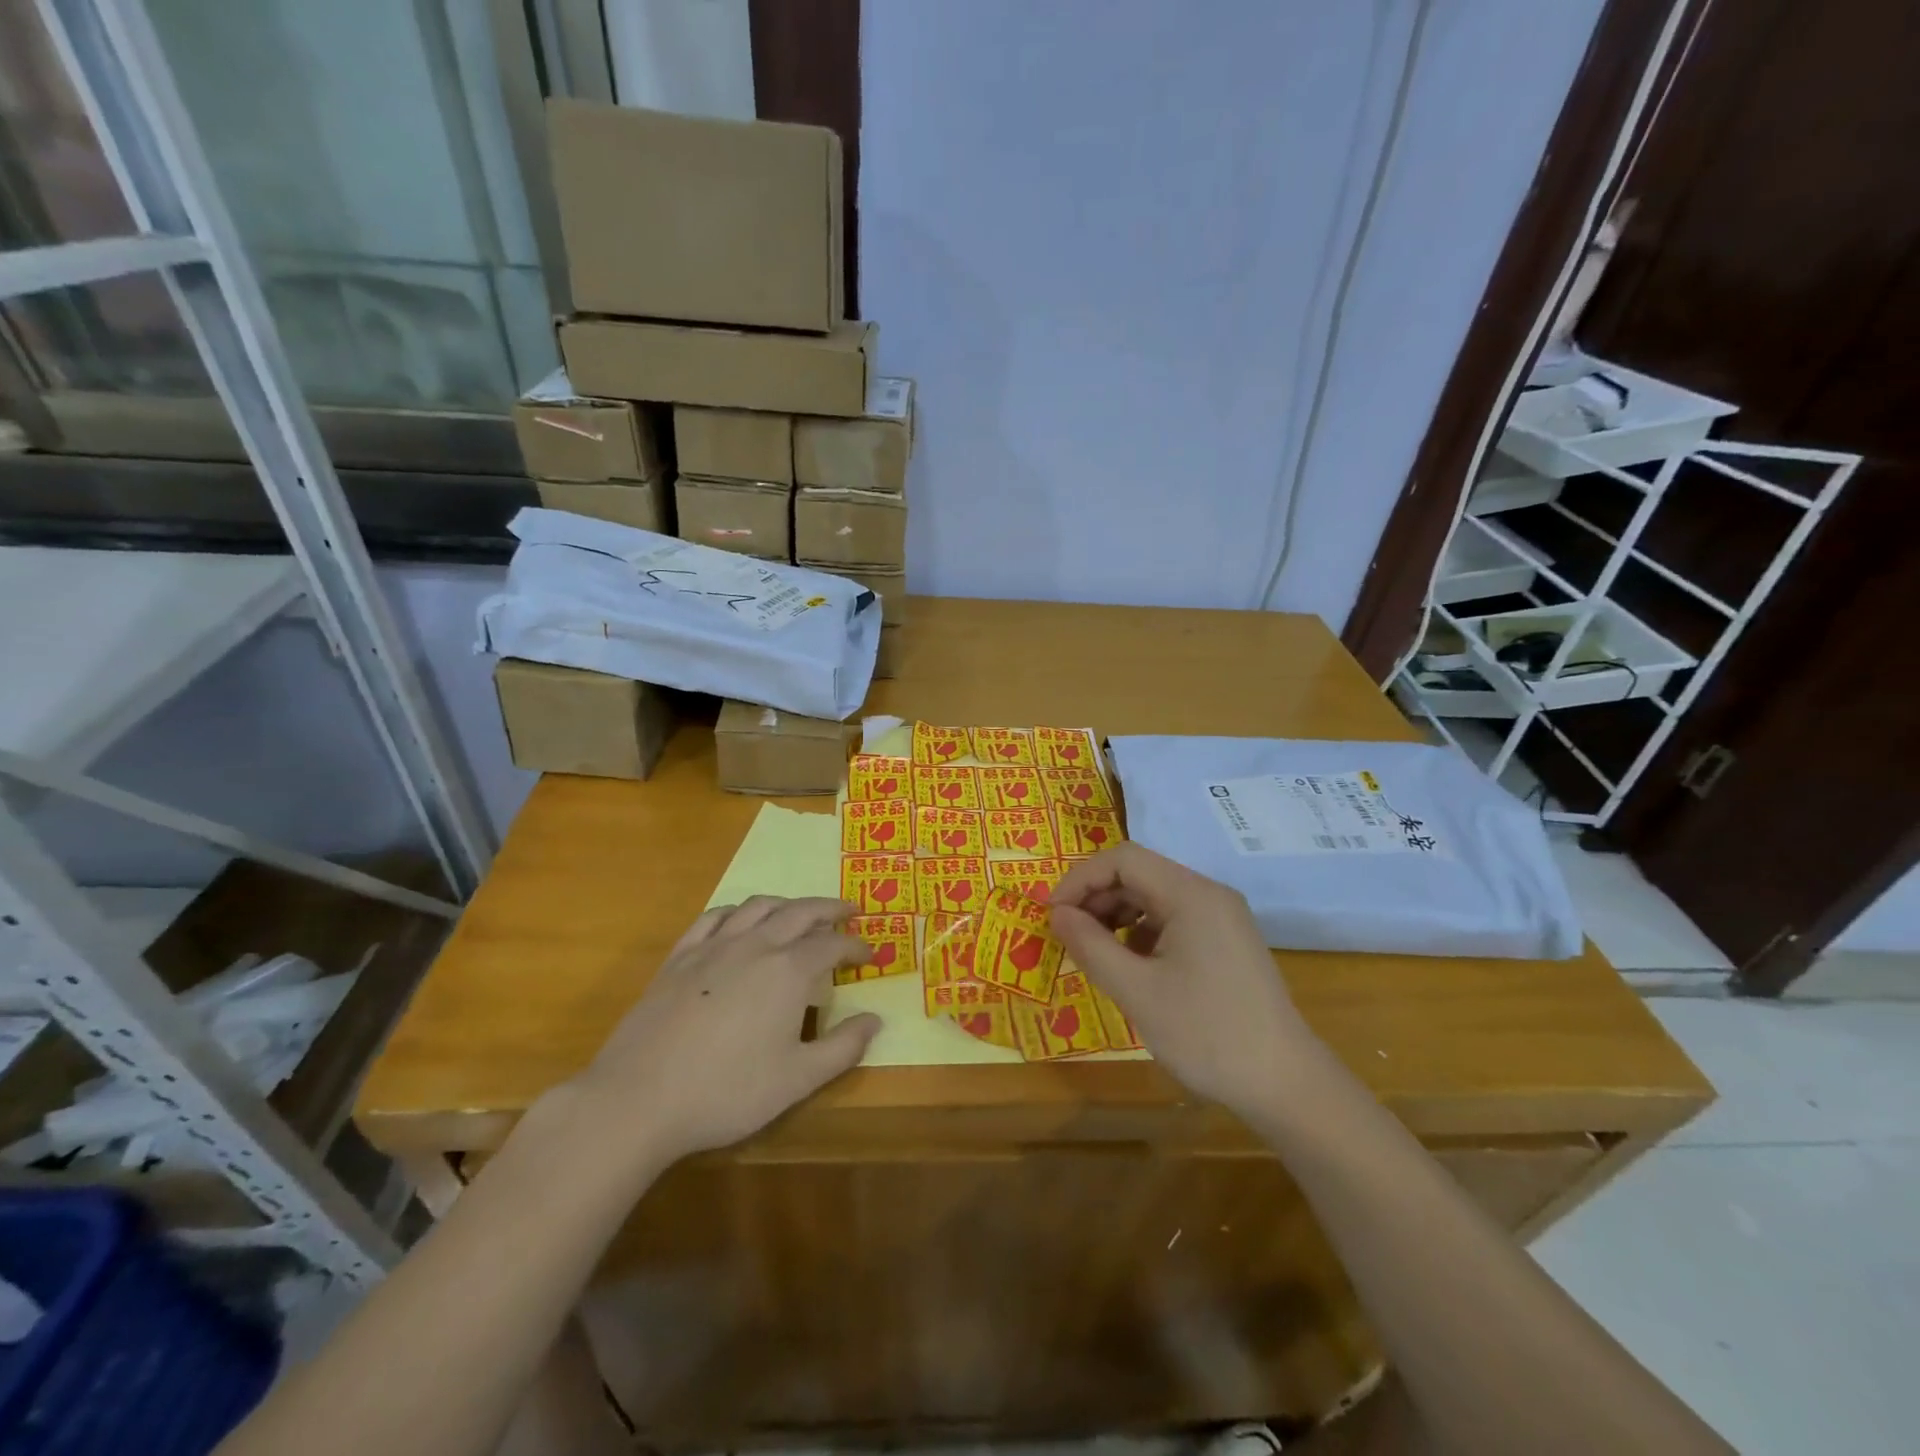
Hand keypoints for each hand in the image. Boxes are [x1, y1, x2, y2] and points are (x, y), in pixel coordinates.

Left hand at [567, 897, 880, 1166]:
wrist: (639, 1098)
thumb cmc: (726, 1091)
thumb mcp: (797, 1079)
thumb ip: (843, 1048)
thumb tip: (875, 1020)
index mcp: (788, 971)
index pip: (832, 946)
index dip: (855, 948)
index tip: (870, 955)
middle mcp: (755, 945)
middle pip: (799, 912)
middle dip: (829, 909)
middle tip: (849, 912)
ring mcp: (713, 947)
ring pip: (757, 906)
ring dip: (786, 903)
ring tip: (800, 912)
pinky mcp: (679, 957)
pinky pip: (713, 917)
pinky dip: (737, 911)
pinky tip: (740, 919)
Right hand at [1050, 843, 1313, 1118]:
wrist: (1285, 1084)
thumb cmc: (1206, 1034)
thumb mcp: (1137, 992)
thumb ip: (1091, 945)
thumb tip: (1057, 914)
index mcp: (1191, 894)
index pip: (1123, 859)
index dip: (1080, 879)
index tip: (1052, 915)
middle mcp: (1209, 894)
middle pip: (1139, 874)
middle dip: (1096, 897)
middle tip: (1067, 935)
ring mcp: (1221, 918)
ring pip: (1154, 897)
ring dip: (1116, 915)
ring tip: (1093, 951)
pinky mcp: (1225, 942)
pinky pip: (1173, 920)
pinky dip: (1141, 933)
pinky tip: (1129, 966)